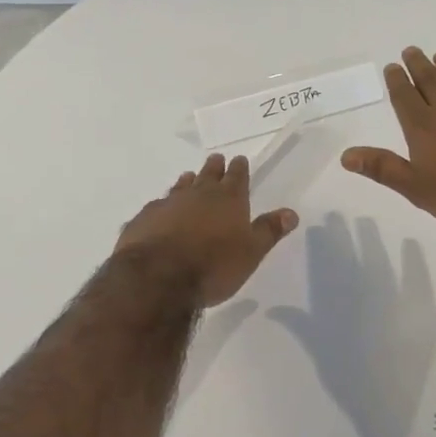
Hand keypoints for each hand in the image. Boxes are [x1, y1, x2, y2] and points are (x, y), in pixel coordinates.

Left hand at [114, 153, 298, 307]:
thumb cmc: (214, 266)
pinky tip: (160, 210)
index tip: (239, 159)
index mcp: (228, 199)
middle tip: (216, 159)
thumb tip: (291, 213)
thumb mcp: (251, 253)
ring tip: (189, 177)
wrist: (158, 277)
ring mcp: (168, 204)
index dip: (239, 168)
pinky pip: (156, 206)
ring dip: (187, 181)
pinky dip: (162, 206)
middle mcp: (198, 194)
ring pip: (180, 186)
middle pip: (208, 174)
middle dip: (214, 167)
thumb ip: (269, 231)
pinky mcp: (144, 218)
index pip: (237, 177)